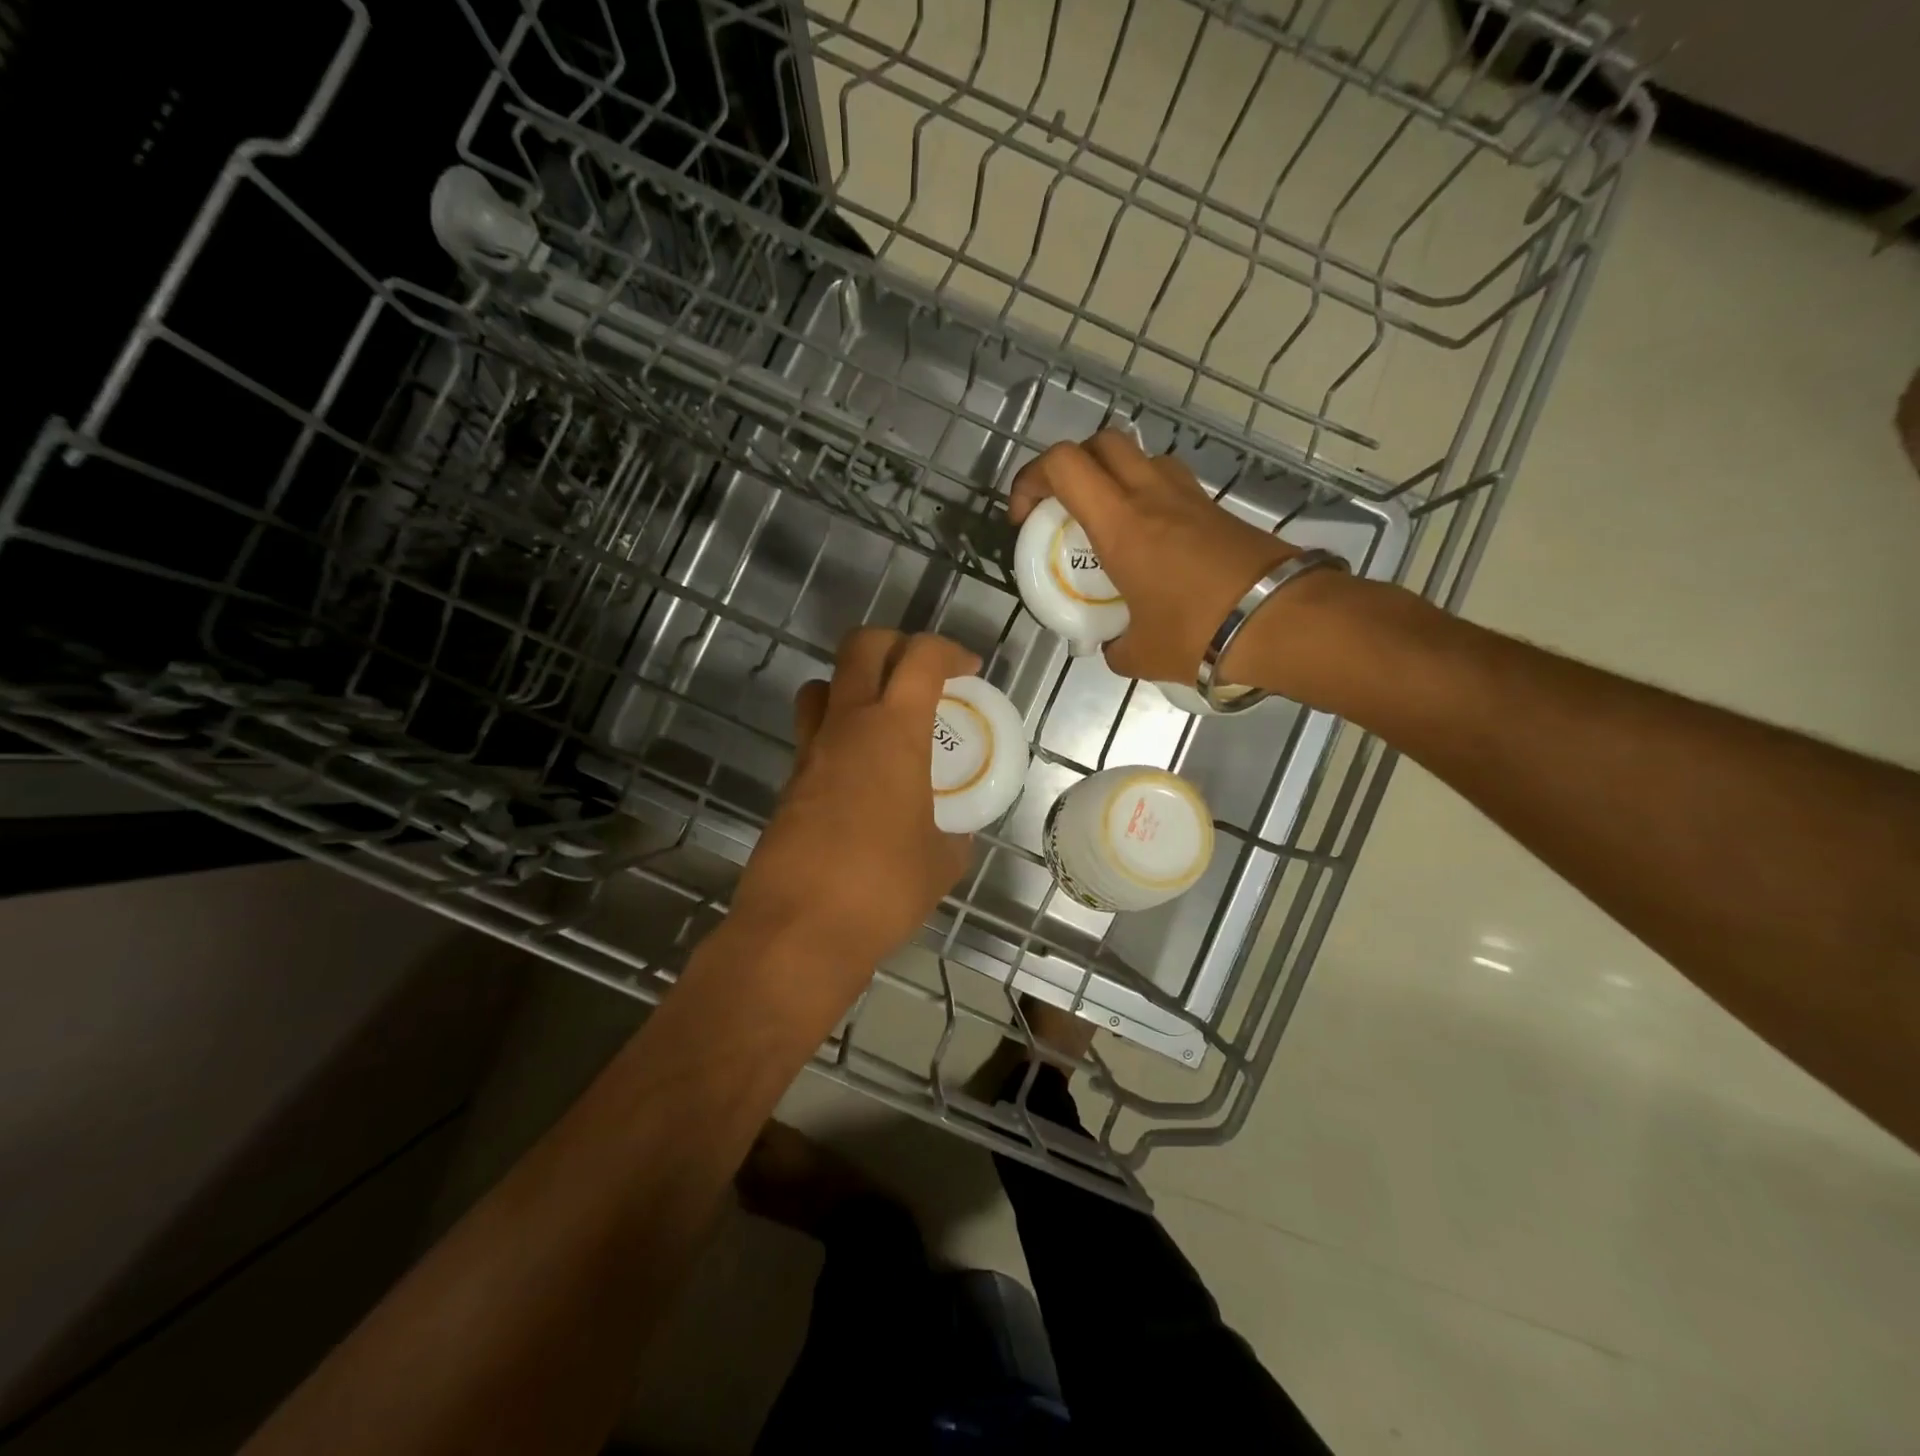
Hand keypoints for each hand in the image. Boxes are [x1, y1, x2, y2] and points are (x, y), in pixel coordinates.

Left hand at [733, 628, 979, 978]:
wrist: (799, 929)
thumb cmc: (884, 888)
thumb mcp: (942, 861)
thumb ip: (954, 833)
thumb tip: (954, 830)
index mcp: (894, 731)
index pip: (921, 658)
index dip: (949, 651)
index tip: (968, 670)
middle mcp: (847, 725)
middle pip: (860, 647)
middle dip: (895, 643)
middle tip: (921, 672)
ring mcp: (810, 751)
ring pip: (822, 684)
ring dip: (853, 683)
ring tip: (883, 715)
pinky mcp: (790, 782)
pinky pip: (812, 733)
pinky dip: (838, 731)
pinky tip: (860, 773)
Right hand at [1008, 430, 1301, 683]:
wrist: (1282, 621)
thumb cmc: (1198, 634)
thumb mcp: (1139, 654)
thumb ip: (1114, 646)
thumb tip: (1112, 646)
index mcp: (1120, 524)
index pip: (1063, 464)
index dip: (1031, 478)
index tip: (1025, 519)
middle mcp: (1151, 495)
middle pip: (1100, 443)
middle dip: (1071, 467)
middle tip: (1064, 509)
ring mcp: (1189, 496)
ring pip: (1139, 457)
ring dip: (1113, 477)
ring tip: (1108, 523)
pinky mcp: (1216, 509)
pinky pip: (1170, 483)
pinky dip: (1148, 498)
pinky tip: (1151, 542)